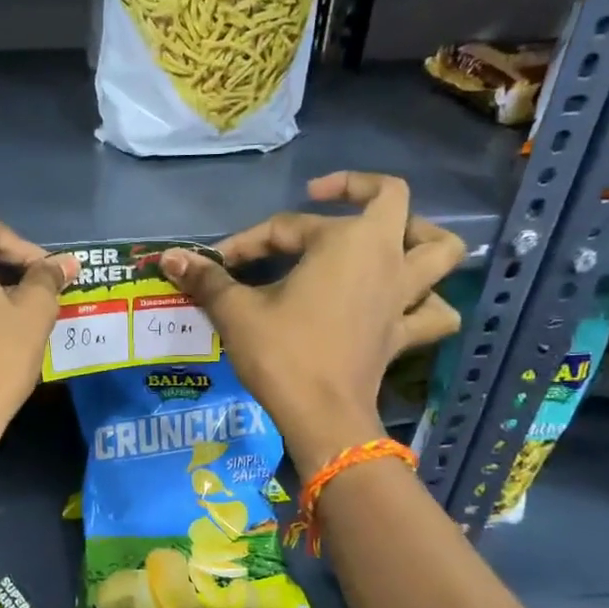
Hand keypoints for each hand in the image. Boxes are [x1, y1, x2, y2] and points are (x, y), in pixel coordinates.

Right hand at [158, 173, 466, 472]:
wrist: (323, 418)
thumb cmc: (283, 355)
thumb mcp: (237, 312)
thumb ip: (207, 280)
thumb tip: (169, 257)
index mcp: (346, 241)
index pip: (287, 227)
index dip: (248, 241)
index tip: (218, 263)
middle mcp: (385, 257)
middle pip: (393, 200)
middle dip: (359, 189)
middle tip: (325, 198)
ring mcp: (404, 296)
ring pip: (439, 250)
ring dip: (420, 236)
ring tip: (390, 239)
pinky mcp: (405, 334)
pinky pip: (435, 312)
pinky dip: (428, 303)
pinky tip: (407, 305)